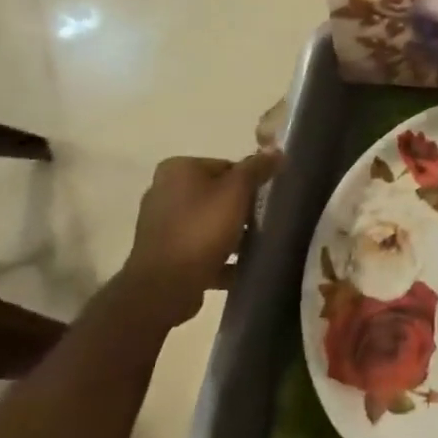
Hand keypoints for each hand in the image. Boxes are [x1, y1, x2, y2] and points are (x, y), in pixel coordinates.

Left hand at [117, 152, 278, 323]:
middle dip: (241, 209)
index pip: (226, 166)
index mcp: (178, 169)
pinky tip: (240, 267)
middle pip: (217, 194)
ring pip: (209, 222)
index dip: (250, 182)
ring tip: (255, 246)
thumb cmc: (202, 230)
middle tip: (262, 223)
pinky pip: (200, 248)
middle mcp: (164, 191)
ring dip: (232, 234)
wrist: (166, 285)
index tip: (265, 200)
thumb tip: (276, 151)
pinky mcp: (164, 253)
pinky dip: (219, 255)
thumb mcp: (237, 192)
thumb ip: (257, 168)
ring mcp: (161, 224)